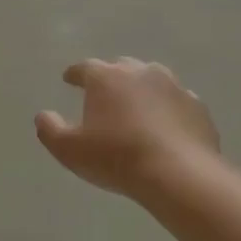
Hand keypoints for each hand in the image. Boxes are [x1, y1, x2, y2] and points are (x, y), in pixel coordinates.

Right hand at [36, 58, 218, 199]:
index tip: (68, 79)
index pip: (84, 68)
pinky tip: (166, 125)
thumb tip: (43, 115)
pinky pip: (177, 102)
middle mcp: (140, 72)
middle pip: (121, 67)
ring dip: (142, 89)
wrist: (179, 174)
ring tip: (137, 107)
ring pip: (153, 80)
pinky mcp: (197, 106)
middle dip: (110, 77)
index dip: (74, 74)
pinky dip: (169, 109)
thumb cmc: (116, 157)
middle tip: (104, 94)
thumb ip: (49, 129)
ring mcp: (173, 86)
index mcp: (106, 77)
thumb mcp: (69, 150)